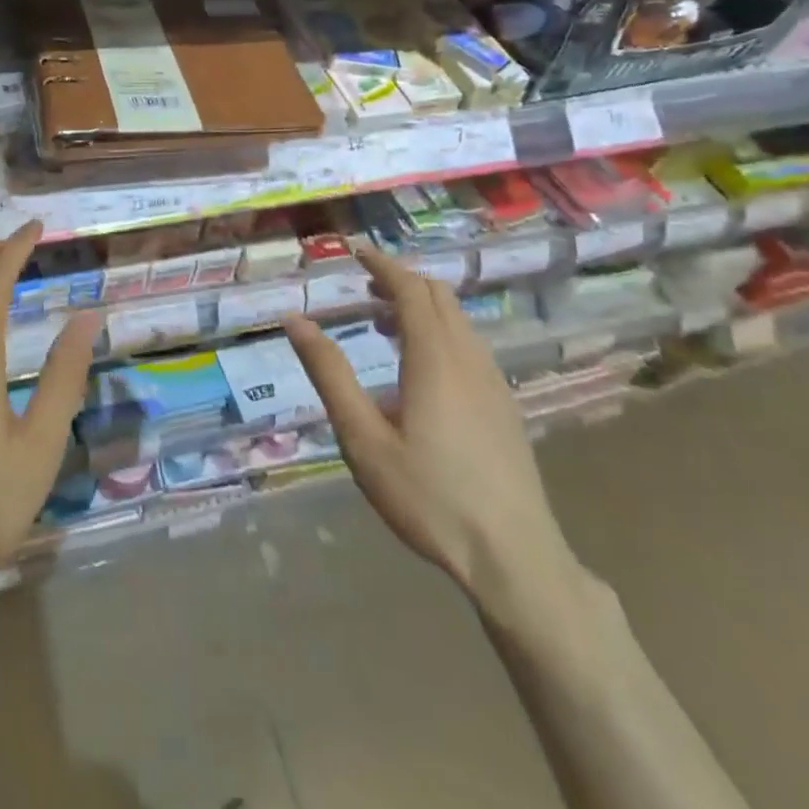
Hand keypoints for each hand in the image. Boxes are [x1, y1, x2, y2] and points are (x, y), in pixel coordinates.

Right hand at [283, 247, 576, 610]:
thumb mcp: (363, 438)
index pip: (409, 288)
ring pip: (457, 320)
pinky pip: (469, 344)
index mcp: (434, 357)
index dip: (381, 265)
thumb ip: (329, 374)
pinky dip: (440, 331)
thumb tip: (294, 321)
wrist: (514, 556)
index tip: (354, 251)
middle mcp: (468, 357)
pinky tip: (421, 367)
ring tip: (383, 323)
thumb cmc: (428, 496)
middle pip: (438, 295)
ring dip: (421, 306)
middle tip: (363, 288)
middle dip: (400, 281)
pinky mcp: (504, 405)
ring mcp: (493, 381)